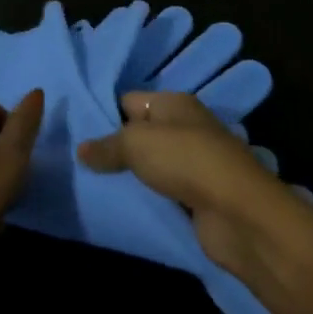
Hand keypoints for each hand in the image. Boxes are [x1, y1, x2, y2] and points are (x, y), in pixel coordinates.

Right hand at [75, 91, 312, 285]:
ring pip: (150, 164)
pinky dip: (146, 198)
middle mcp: (184, 127)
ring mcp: (193, 162)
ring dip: (129, 176)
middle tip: (77, 163)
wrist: (238, 213)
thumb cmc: (186, 161)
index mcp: (173, 103)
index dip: (102, 113)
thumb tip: (81, 150)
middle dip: (112, 147)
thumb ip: (107, 145)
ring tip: (91, 185)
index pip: (128, 100)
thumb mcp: (137, 143)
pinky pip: (162, 192)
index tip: (74, 132)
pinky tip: (122, 205)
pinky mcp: (198, 196)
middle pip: (140, 132)